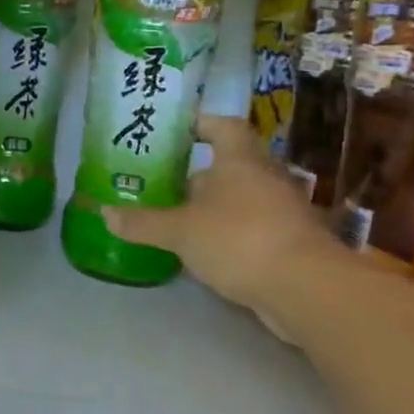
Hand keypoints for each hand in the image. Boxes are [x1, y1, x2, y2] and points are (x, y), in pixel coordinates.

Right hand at [102, 114, 341, 339]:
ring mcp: (284, 211)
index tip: (176, 131)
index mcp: (240, 161)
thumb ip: (143, 222)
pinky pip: (253, 227)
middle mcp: (265, 178)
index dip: (200, 124)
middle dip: (199, 173)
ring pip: (242, 198)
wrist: (308, 289)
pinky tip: (206, 250)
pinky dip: (230, 233)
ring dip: (214, 206)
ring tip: (178, 218)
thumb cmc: (239, 240)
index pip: (223, 126)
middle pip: (231, 165)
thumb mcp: (179, 231)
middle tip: (164, 182)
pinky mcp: (292, 243)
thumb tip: (105, 213)